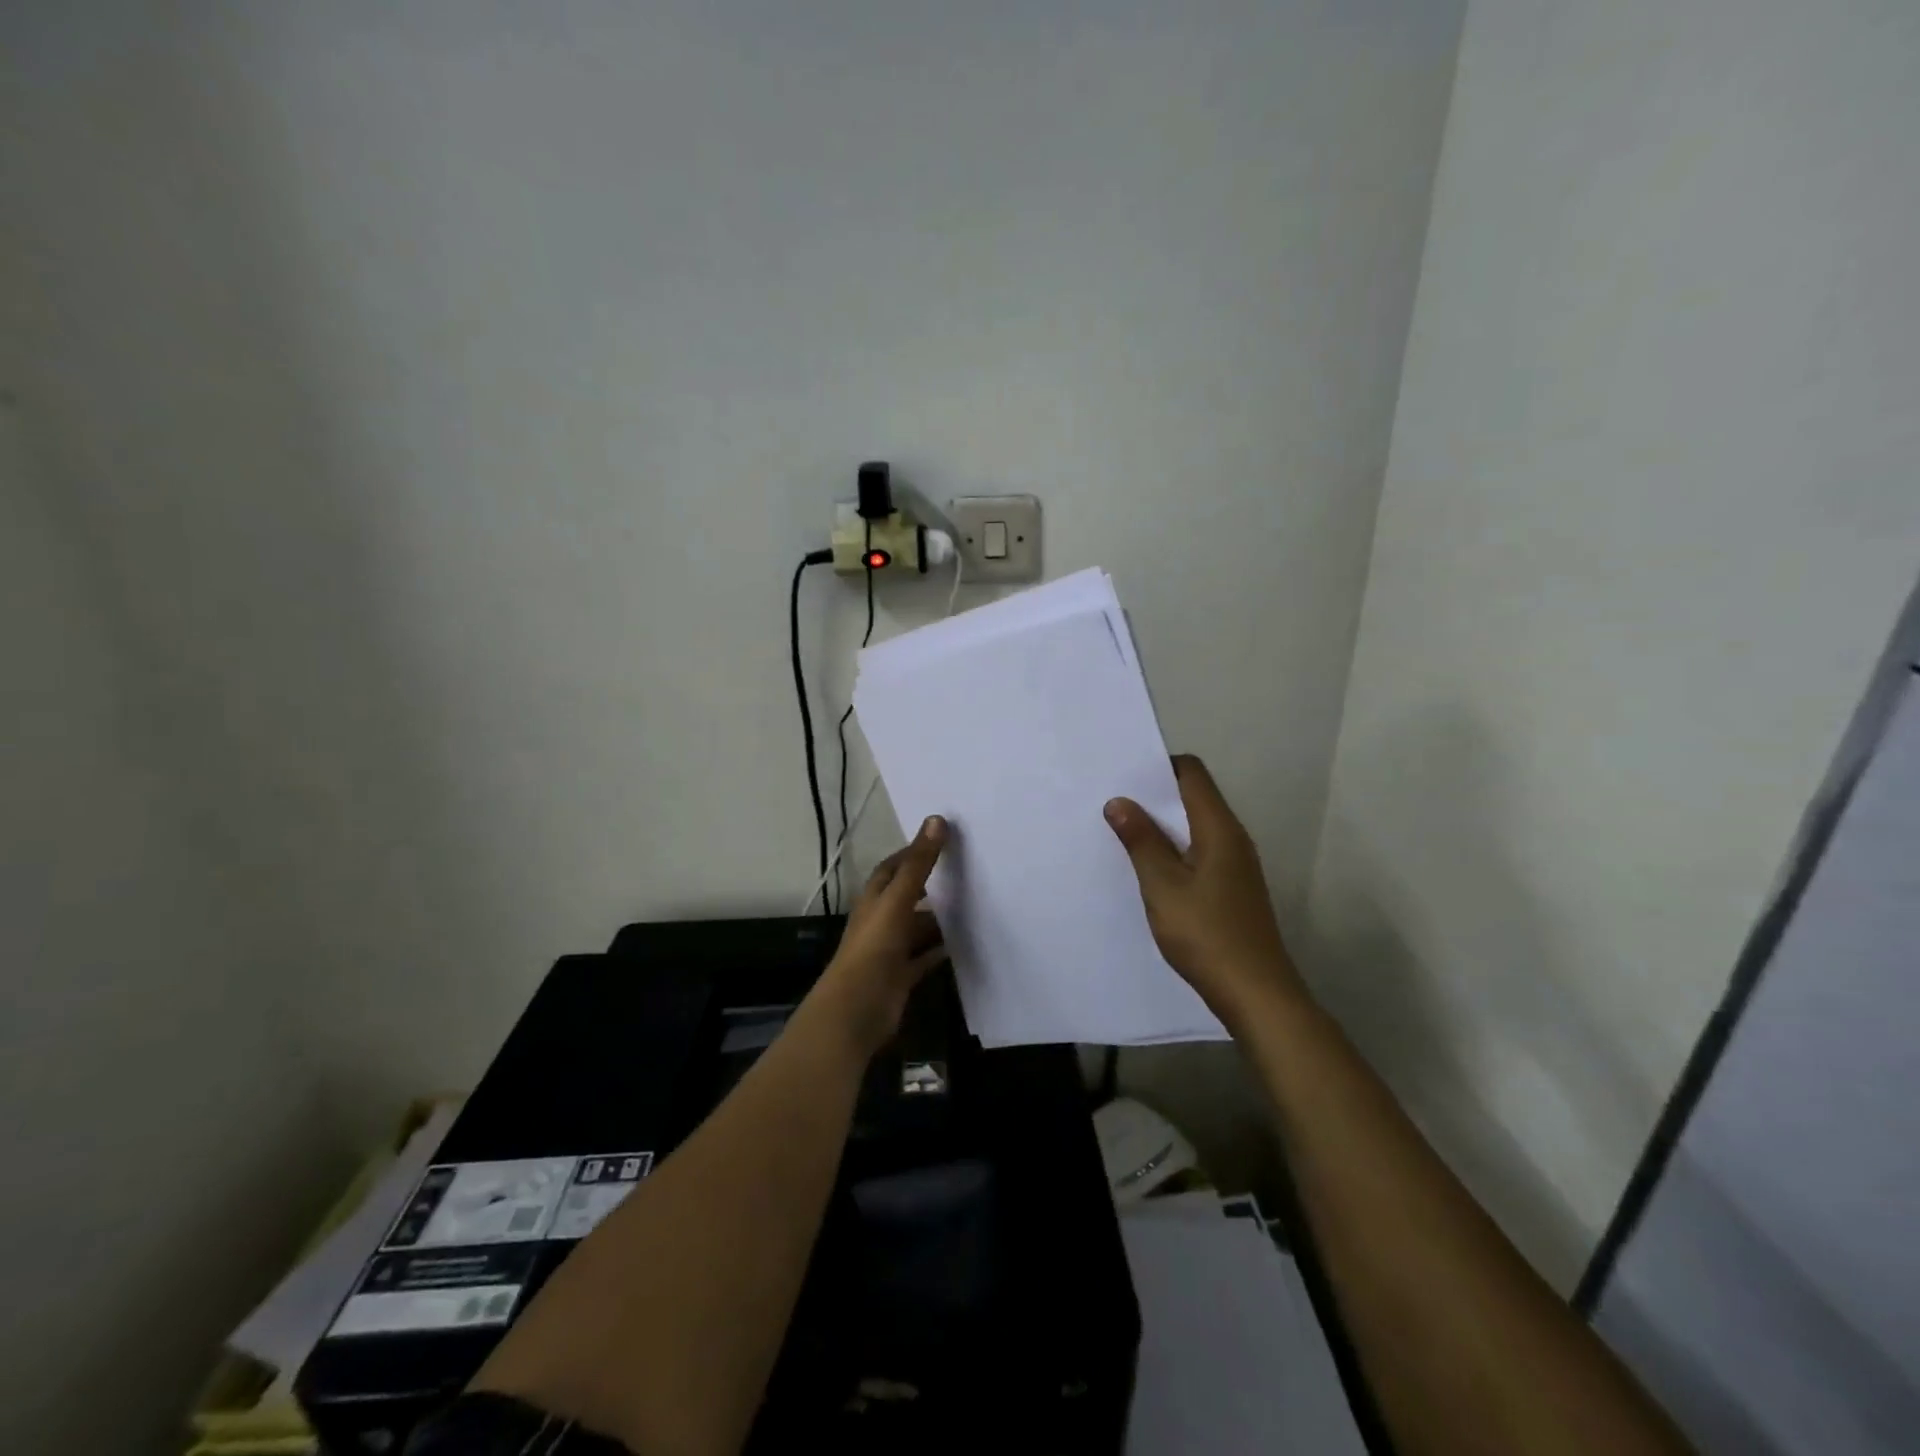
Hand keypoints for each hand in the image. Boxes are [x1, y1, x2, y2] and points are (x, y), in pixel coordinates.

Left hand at [816, 815, 949, 1053]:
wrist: (857, 1009)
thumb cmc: (874, 947)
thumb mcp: (898, 900)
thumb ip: (918, 864)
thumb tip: (937, 819)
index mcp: (874, 899)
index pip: (893, 868)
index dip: (913, 853)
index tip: (941, 840)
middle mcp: (881, 920)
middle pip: (908, 896)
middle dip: (931, 885)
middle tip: (966, 871)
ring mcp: (890, 949)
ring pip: (917, 927)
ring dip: (938, 919)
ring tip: (973, 905)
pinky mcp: (901, 975)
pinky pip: (924, 957)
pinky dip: (940, 950)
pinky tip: (962, 943)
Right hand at [1104, 756, 1303, 1024]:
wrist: (1256, 993)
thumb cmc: (1206, 934)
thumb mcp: (1163, 886)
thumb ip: (1141, 841)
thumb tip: (1119, 801)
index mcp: (1219, 828)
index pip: (1192, 773)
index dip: (1159, 766)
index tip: (1123, 776)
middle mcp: (1233, 838)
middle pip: (1194, 797)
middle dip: (1155, 796)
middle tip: (1112, 803)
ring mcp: (1236, 865)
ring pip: (1195, 827)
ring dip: (1162, 826)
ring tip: (1123, 833)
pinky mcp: (1233, 888)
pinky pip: (1200, 852)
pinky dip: (1174, 850)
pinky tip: (1150, 870)